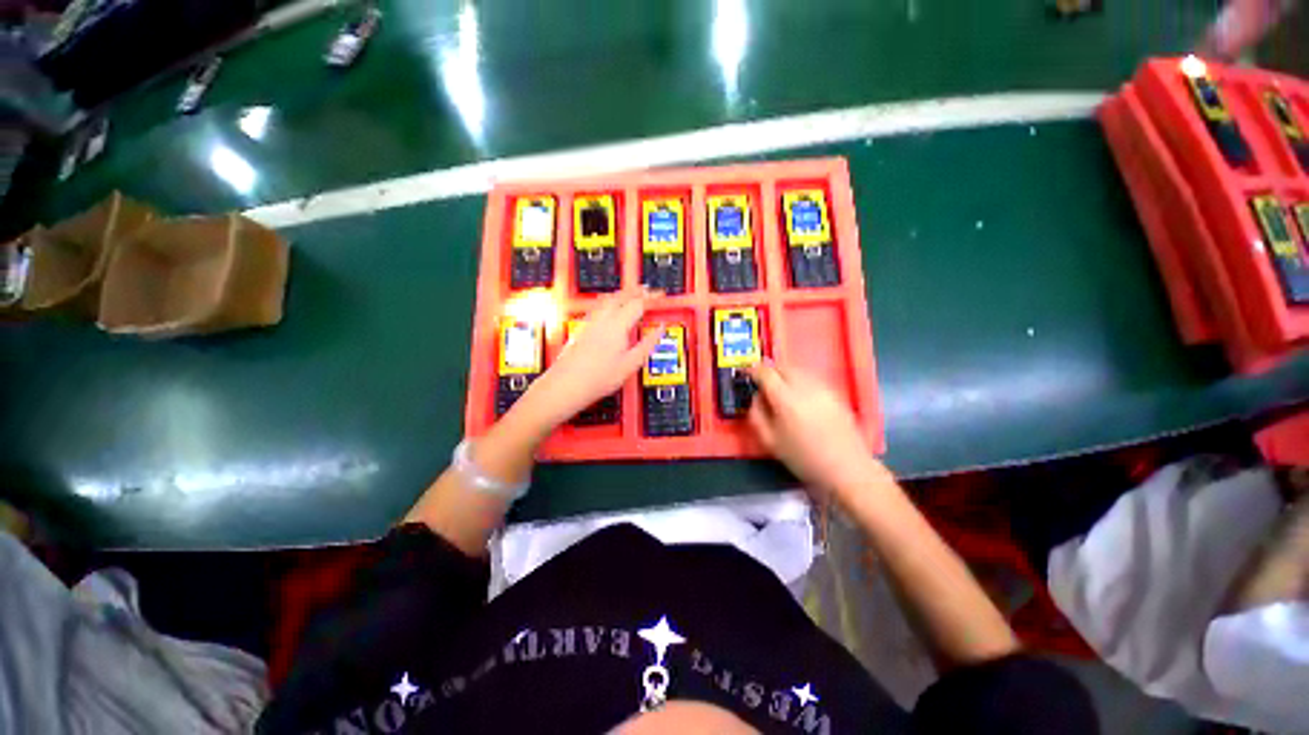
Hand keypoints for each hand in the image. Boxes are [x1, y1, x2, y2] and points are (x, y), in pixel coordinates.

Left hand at [520, 291, 662, 427]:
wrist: (566, 384)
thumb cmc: (597, 378)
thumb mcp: (631, 364)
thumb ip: (647, 344)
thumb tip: (659, 330)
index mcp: (617, 325)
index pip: (638, 303)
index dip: (651, 298)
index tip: (660, 296)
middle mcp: (602, 319)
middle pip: (621, 295)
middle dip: (636, 290)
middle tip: (647, 290)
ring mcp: (590, 322)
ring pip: (608, 298)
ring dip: (622, 294)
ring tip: (631, 294)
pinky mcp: (582, 328)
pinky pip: (598, 306)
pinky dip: (609, 301)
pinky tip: (609, 309)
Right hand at [746, 361, 892, 501]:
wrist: (847, 468)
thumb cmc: (804, 458)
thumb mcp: (770, 441)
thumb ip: (757, 415)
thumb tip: (756, 398)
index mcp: (786, 399)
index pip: (766, 373)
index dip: (754, 371)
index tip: (747, 375)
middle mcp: (805, 387)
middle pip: (783, 367)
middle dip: (770, 372)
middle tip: (763, 383)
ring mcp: (823, 388)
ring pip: (798, 370)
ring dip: (785, 375)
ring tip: (781, 390)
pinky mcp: (835, 393)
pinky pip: (812, 379)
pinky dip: (800, 381)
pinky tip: (800, 398)